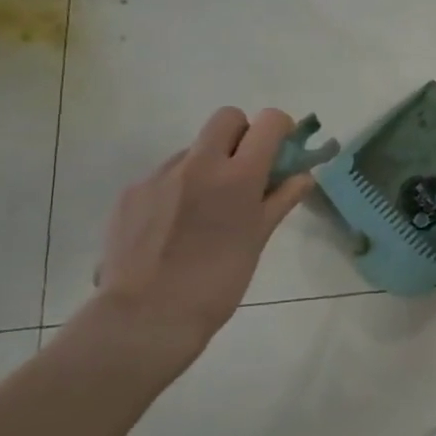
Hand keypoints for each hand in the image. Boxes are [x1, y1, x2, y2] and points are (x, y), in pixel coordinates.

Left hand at [86, 107, 315, 366]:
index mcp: (239, 176)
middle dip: (241, 134)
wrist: (146, 317)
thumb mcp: (258, 240)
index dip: (279, 128)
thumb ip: (281, 200)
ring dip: (206, 166)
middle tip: (243, 172)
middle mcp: (199, 164)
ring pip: (193, 150)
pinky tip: (173, 227)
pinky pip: (164, 176)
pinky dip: (177, 190)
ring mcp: (160, 175)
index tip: (281, 150)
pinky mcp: (131, 192)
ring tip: (203, 212)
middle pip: (226, 118)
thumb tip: (303, 177)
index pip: (268, 122)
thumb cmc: (218, 282)